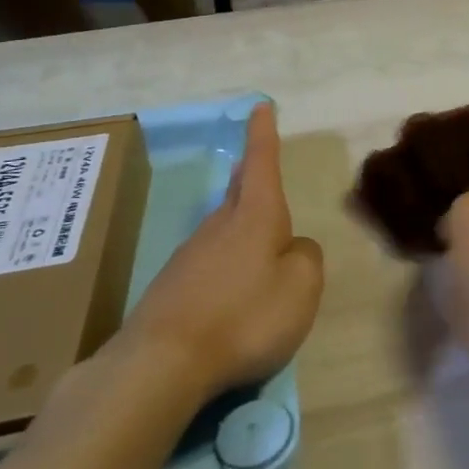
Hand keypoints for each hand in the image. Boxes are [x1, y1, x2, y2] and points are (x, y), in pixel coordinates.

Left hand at [116, 104, 323, 396]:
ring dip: (240, 225)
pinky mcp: (172, 288)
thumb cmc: (244, 316)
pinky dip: (226, 265)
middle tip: (256, 160)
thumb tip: (295, 248)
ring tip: (258, 243)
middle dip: (250, 174)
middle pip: (239, 191)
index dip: (263, 135)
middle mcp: (220, 226)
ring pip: (223, 228)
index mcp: (256, 216)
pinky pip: (209, 264)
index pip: (262, 163)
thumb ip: (307, 259)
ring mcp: (190, 256)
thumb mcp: (301, 288)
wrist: (161, 363)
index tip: (259, 106)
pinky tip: (232, 294)